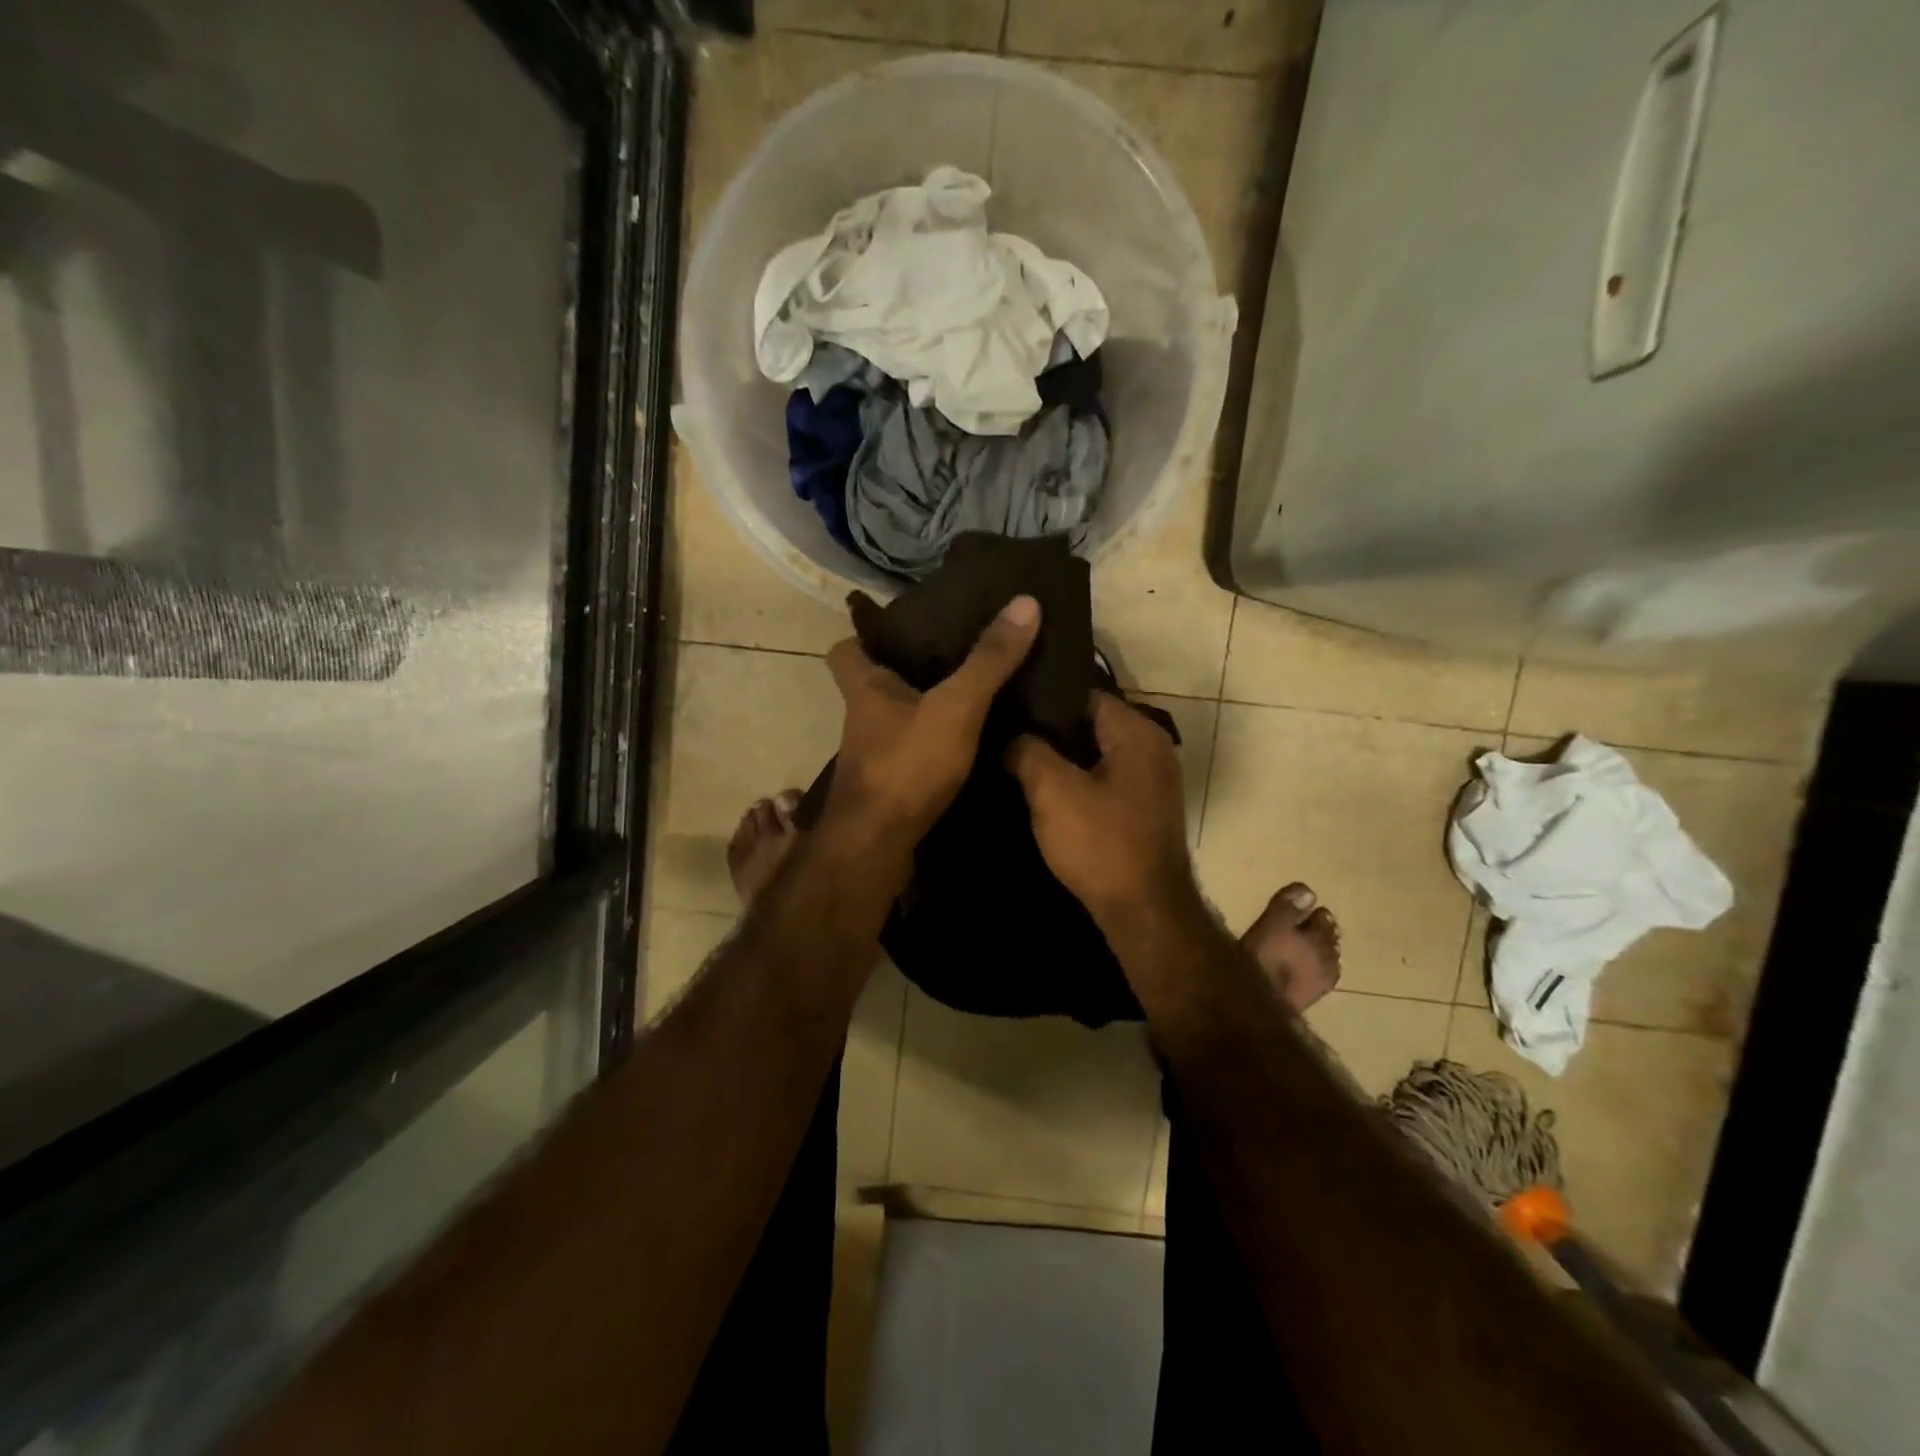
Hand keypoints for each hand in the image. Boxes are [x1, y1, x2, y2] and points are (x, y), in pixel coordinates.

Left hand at [823, 593, 1041, 847]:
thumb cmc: (907, 765)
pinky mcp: (887, 788)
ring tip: (968, 697)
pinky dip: (930, 747)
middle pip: (873, 684)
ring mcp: (871, 756)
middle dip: (905, 671)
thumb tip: (1025, 602)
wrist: (876, 846)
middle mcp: (862, 720)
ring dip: (921, 710)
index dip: (864, 635)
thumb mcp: (956, 706)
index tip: (898, 628)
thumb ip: (989, 660)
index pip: (845, 649)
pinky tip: (965, 747)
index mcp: (866, 689)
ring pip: (893, 721)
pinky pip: (909, 754)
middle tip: (951, 657)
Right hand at [1006, 693, 1197, 928]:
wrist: (1143, 912)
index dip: (1042, 699)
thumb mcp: (1052, 791)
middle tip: (1004, 733)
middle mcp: (1152, 747)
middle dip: (1048, 731)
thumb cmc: (1101, 844)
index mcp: (1137, 732)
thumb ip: (1027, 751)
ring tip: (1015, 758)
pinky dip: (1077, 781)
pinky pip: (1103, 779)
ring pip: (1094, 754)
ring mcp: (1151, 780)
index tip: (1006, 706)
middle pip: (1089, 724)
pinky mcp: (1142, 808)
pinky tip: (1043, 791)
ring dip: (1060, 759)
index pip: (1083, 694)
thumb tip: (1011, 736)